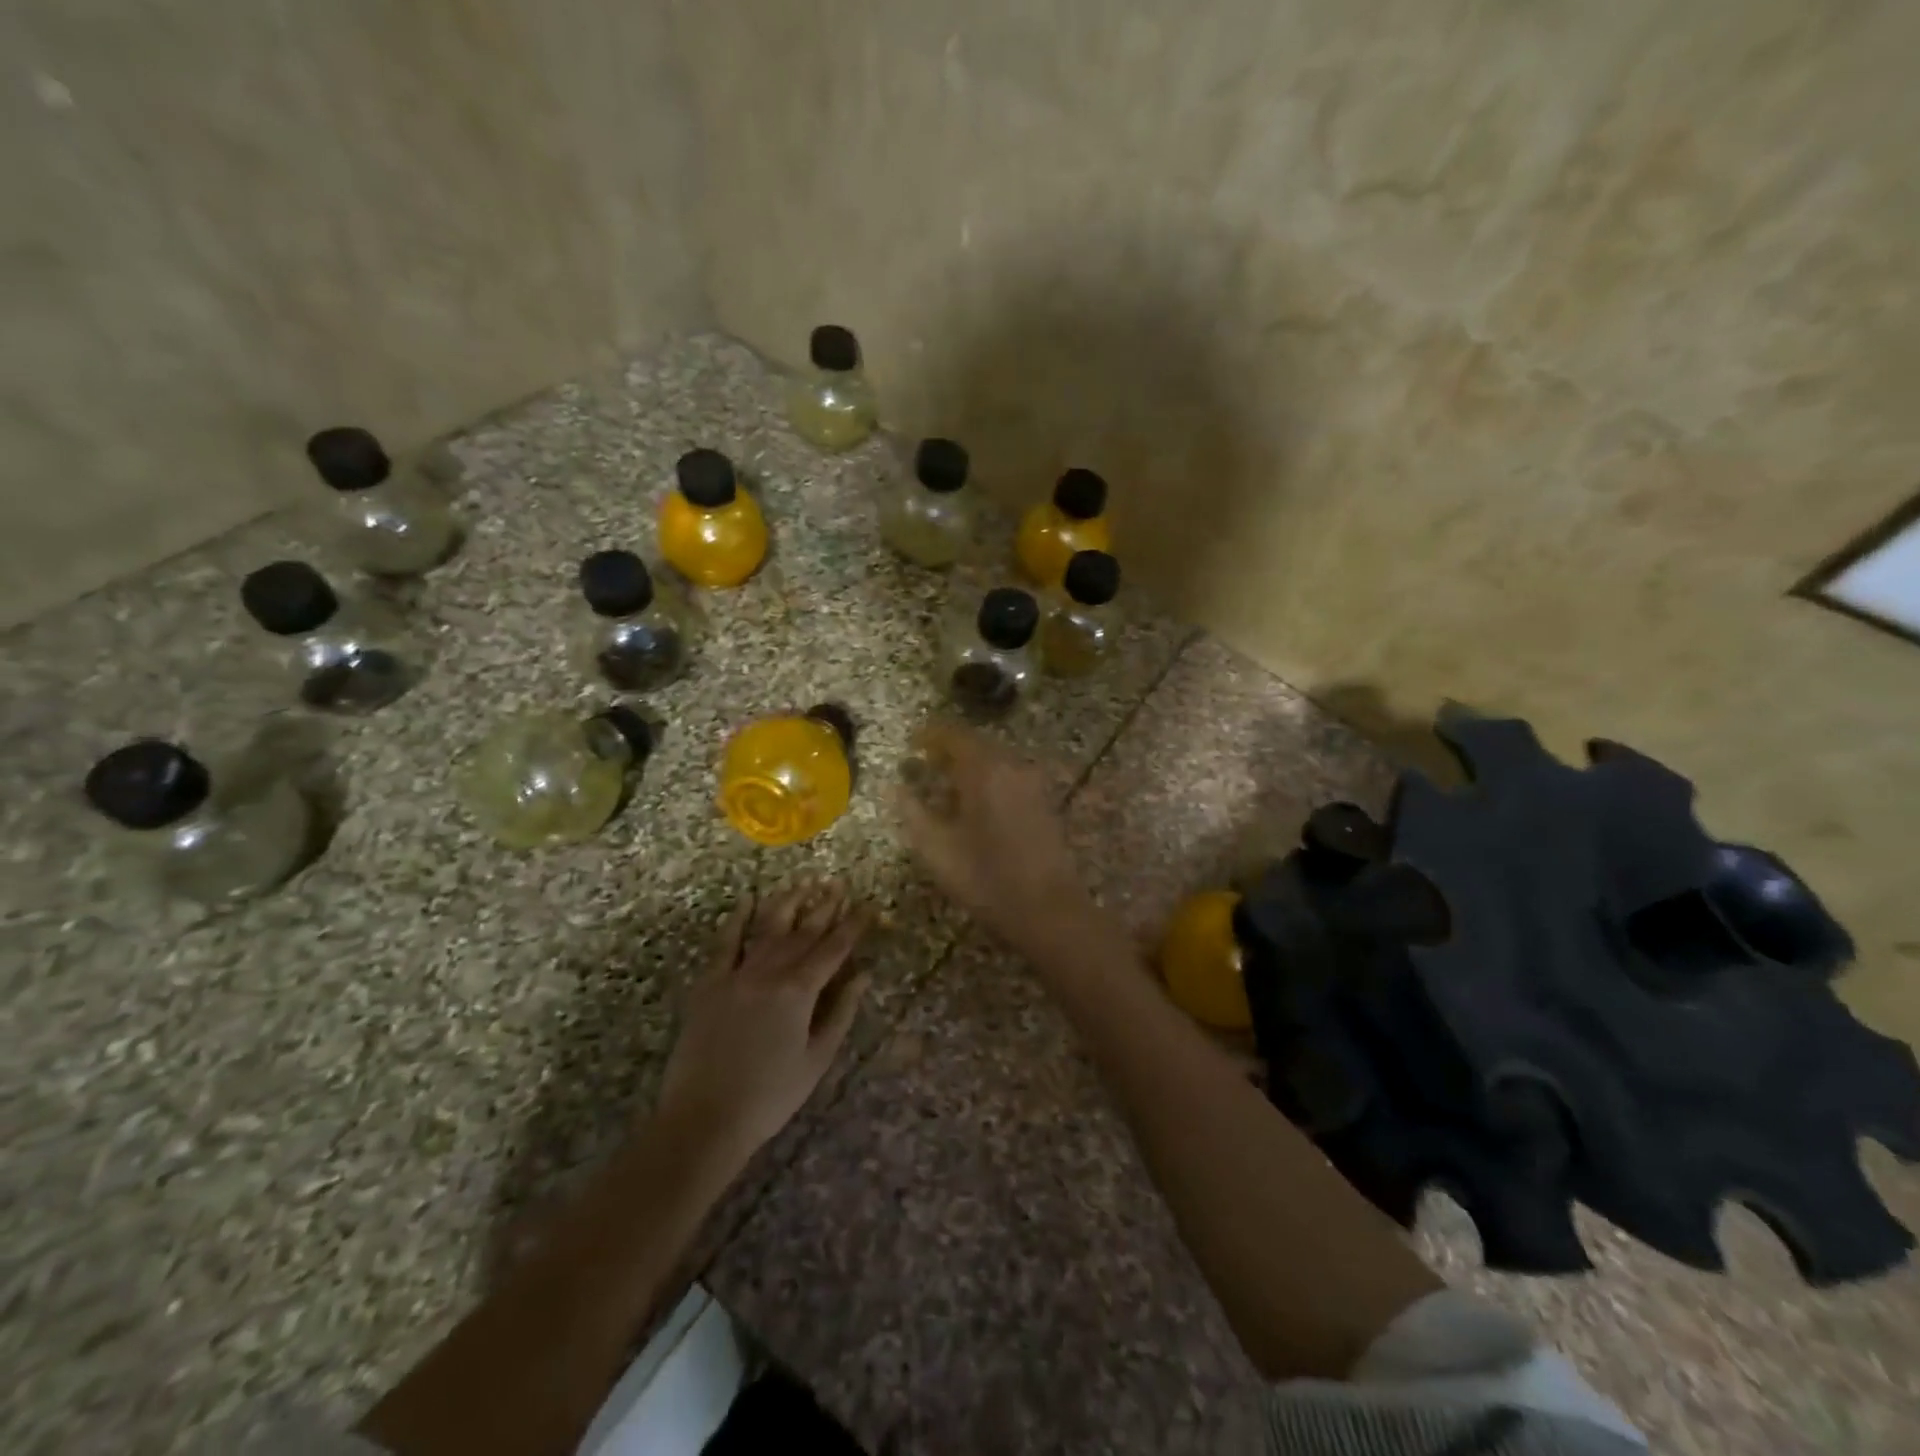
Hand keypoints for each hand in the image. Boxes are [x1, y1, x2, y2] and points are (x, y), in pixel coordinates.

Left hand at [657, 882, 869, 1159]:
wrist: (704, 1119)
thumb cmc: (770, 1096)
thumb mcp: (817, 1059)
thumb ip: (841, 1012)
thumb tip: (863, 974)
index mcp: (800, 991)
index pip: (834, 949)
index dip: (853, 925)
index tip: (868, 905)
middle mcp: (770, 972)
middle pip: (803, 932)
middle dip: (825, 906)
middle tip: (839, 884)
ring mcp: (736, 975)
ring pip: (768, 928)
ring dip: (788, 903)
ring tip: (803, 884)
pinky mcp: (709, 984)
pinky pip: (725, 943)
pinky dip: (737, 919)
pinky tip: (747, 900)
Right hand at [896, 720, 1092, 949]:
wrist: (1049, 910)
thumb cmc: (986, 879)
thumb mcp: (937, 850)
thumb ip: (913, 812)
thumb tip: (896, 788)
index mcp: (984, 770)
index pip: (954, 735)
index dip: (930, 735)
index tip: (912, 743)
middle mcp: (1012, 766)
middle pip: (977, 745)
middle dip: (949, 750)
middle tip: (925, 763)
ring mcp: (1033, 784)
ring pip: (996, 761)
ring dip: (970, 765)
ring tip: (946, 784)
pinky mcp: (1045, 803)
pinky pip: (1010, 777)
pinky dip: (989, 780)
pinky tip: (976, 803)